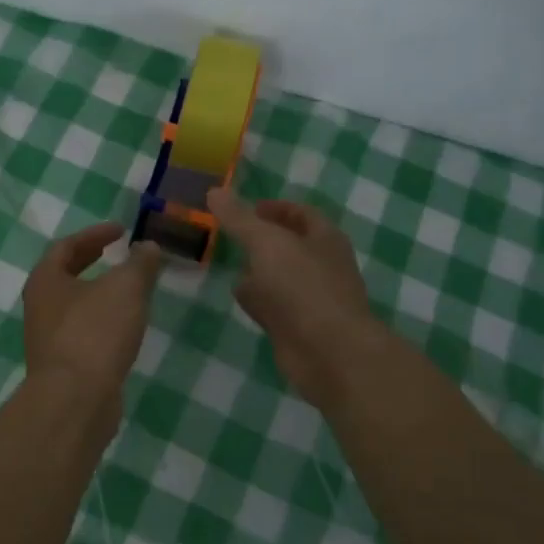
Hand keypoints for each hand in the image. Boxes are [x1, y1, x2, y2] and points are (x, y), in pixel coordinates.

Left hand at [22, 223, 162, 406]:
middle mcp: (40, 307)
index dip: (95, 234)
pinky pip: (83, 333)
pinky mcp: (63, 366)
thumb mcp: (126, 288)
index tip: (121, 230)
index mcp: (46, 280)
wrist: (75, 400)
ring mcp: (48, 339)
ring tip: (128, 290)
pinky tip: (125, 328)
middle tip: (118, 254)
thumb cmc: (95, 332)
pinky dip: (103, 322)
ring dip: (99, 293)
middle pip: (66, 275)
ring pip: (74, 305)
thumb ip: (140, 263)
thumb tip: (148, 246)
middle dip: (92, 261)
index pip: (67, 246)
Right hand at [207, 189, 377, 409]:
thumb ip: (239, 218)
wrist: (328, 352)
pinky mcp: (298, 326)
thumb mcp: (266, 243)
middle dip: (262, 239)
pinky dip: (258, 299)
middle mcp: (322, 265)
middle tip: (229, 234)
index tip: (245, 209)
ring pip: (280, 277)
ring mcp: (311, 298)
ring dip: (258, 271)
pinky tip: (238, 297)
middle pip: (289, 245)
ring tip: (227, 262)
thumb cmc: (303, 287)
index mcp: (324, 238)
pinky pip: (274, 305)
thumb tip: (214, 191)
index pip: (300, 213)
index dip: (274, 207)